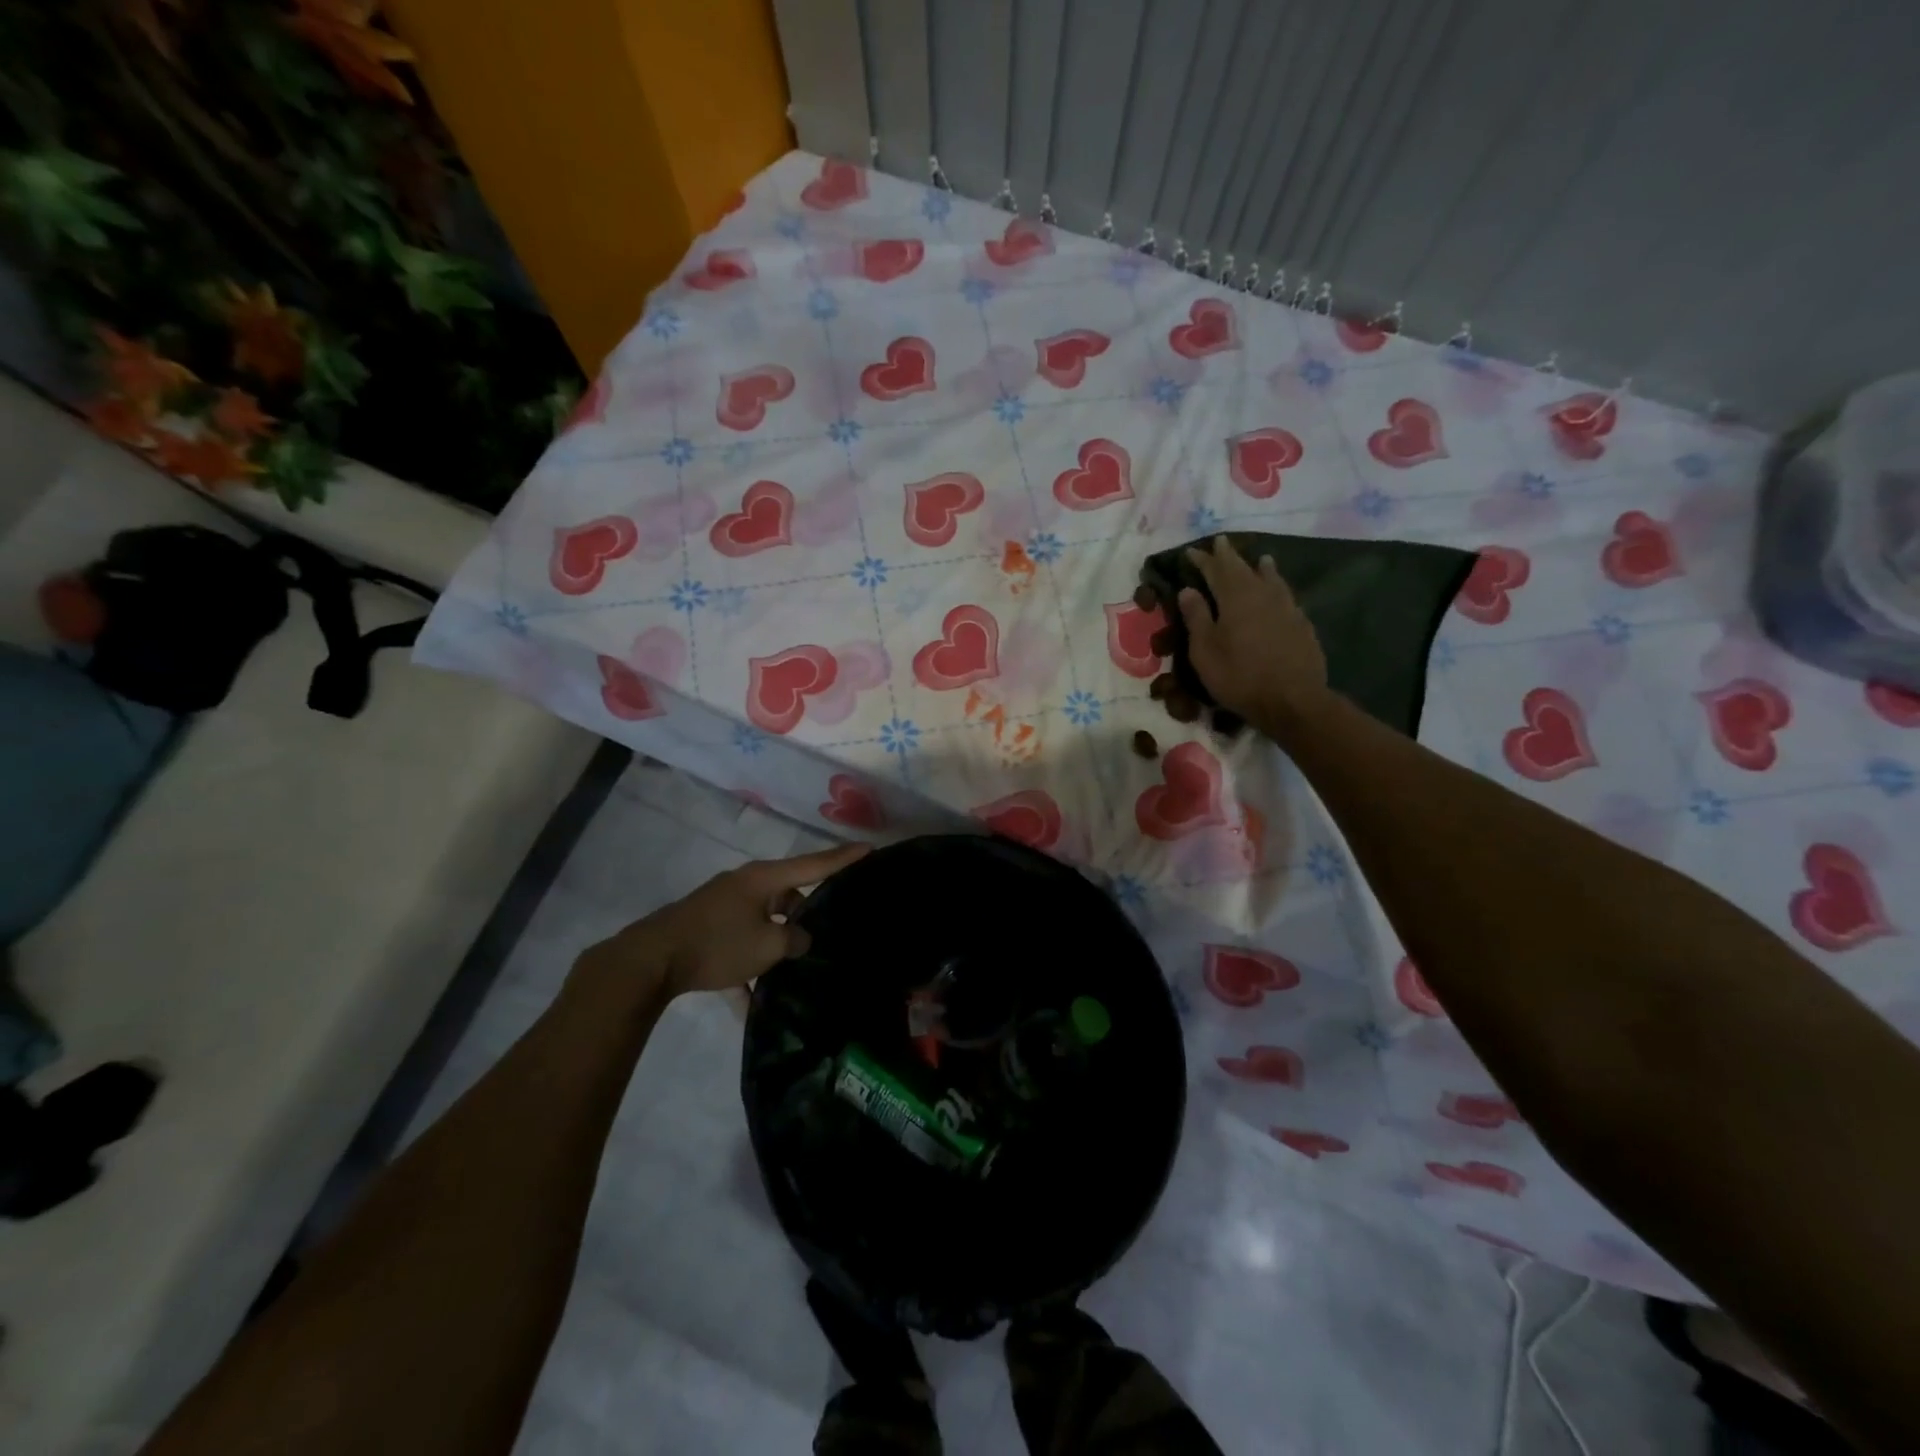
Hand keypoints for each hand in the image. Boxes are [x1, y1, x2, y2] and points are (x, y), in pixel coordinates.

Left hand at [582, 842, 869, 1001]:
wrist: (648, 962)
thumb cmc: (716, 944)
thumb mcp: (766, 945)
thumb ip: (794, 940)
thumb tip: (801, 938)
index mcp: (762, 879)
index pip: (813, 865)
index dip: (843, 858)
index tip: (870, 848)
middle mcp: (744, 885)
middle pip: (786, 895)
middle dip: (804, 915)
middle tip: (826, 932)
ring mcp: (722, 906)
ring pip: (763, 922)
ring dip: (775, 944)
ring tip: (794, 969)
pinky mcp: (706, 929)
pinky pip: (738, 945)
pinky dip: (746, 968)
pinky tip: (749, 1003)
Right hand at [1177, 536, 1329, 733]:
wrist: (1292, 700)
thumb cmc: (1239, 676)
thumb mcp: (1205, 651)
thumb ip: (1196, 617)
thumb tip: (1188, 589)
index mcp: (1235, 598)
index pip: (1216, 570)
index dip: (1203, 560)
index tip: (1192, 551)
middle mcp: (1262, 594)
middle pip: (1244, 568)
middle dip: (1229, 556)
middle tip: (1221, 543)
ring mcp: (1286, 607)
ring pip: (1271, 578)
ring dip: (1261, 567)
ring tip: (1260, 558)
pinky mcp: (1301, 623)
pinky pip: (1285, 595)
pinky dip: (1278, 586)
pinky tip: (1279, 592)